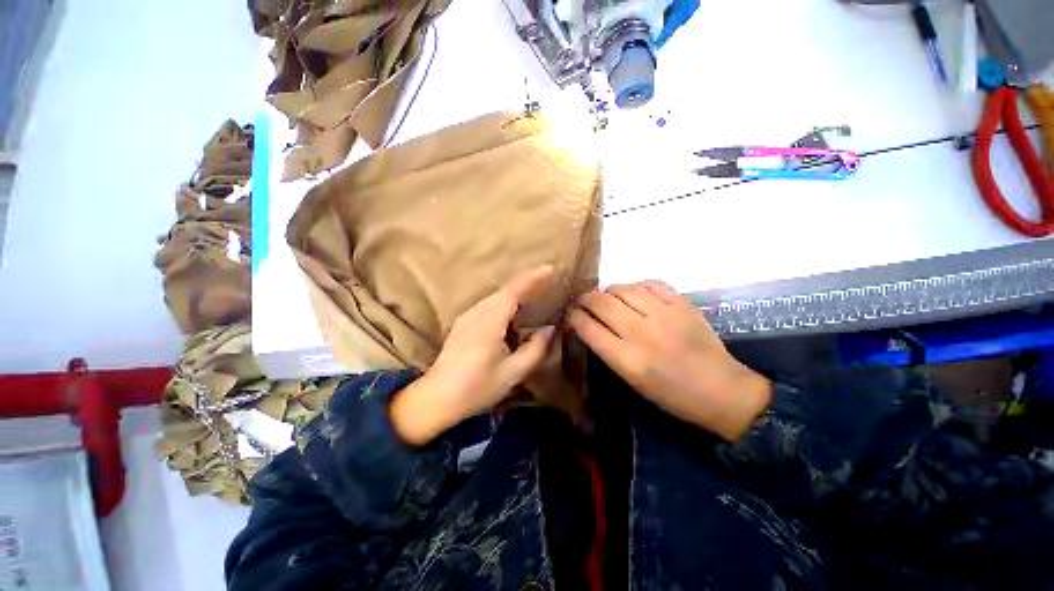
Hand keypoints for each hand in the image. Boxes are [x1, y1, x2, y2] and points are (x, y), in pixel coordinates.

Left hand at [390, 266, 557, 445]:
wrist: (436, 398)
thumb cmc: (476, 388)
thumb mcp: (512, 373)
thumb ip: (535, 349)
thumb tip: (550, 329)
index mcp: (488, 323)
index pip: (512, 292)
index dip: (532, 278)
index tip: (550, 269)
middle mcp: (476, 313)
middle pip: (504, 290)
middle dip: (527, 282)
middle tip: (549, 279)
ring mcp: (467, 316)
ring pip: (496, 296)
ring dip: (517, 290)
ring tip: (536, 291)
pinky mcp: (464, 322)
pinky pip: (489, 304)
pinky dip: (506, 301)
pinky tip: (514, 309)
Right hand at [569, 281, 770, 440]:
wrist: (721, 389)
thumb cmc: (670, 394)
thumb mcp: (631, 379)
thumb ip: (607, 349)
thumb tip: (589, 324)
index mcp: (627, 360)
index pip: (587, 327)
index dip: (574, 317)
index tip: (572, 315)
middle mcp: (642, 333)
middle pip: (601, 302)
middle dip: (585, 299)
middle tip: (584, 302)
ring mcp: (664, 315)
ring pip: (623, 289)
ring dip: (609, 291)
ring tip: (609, 298)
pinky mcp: (682, 304)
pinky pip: (649, 284)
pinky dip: (636, 287)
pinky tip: (635, 295)